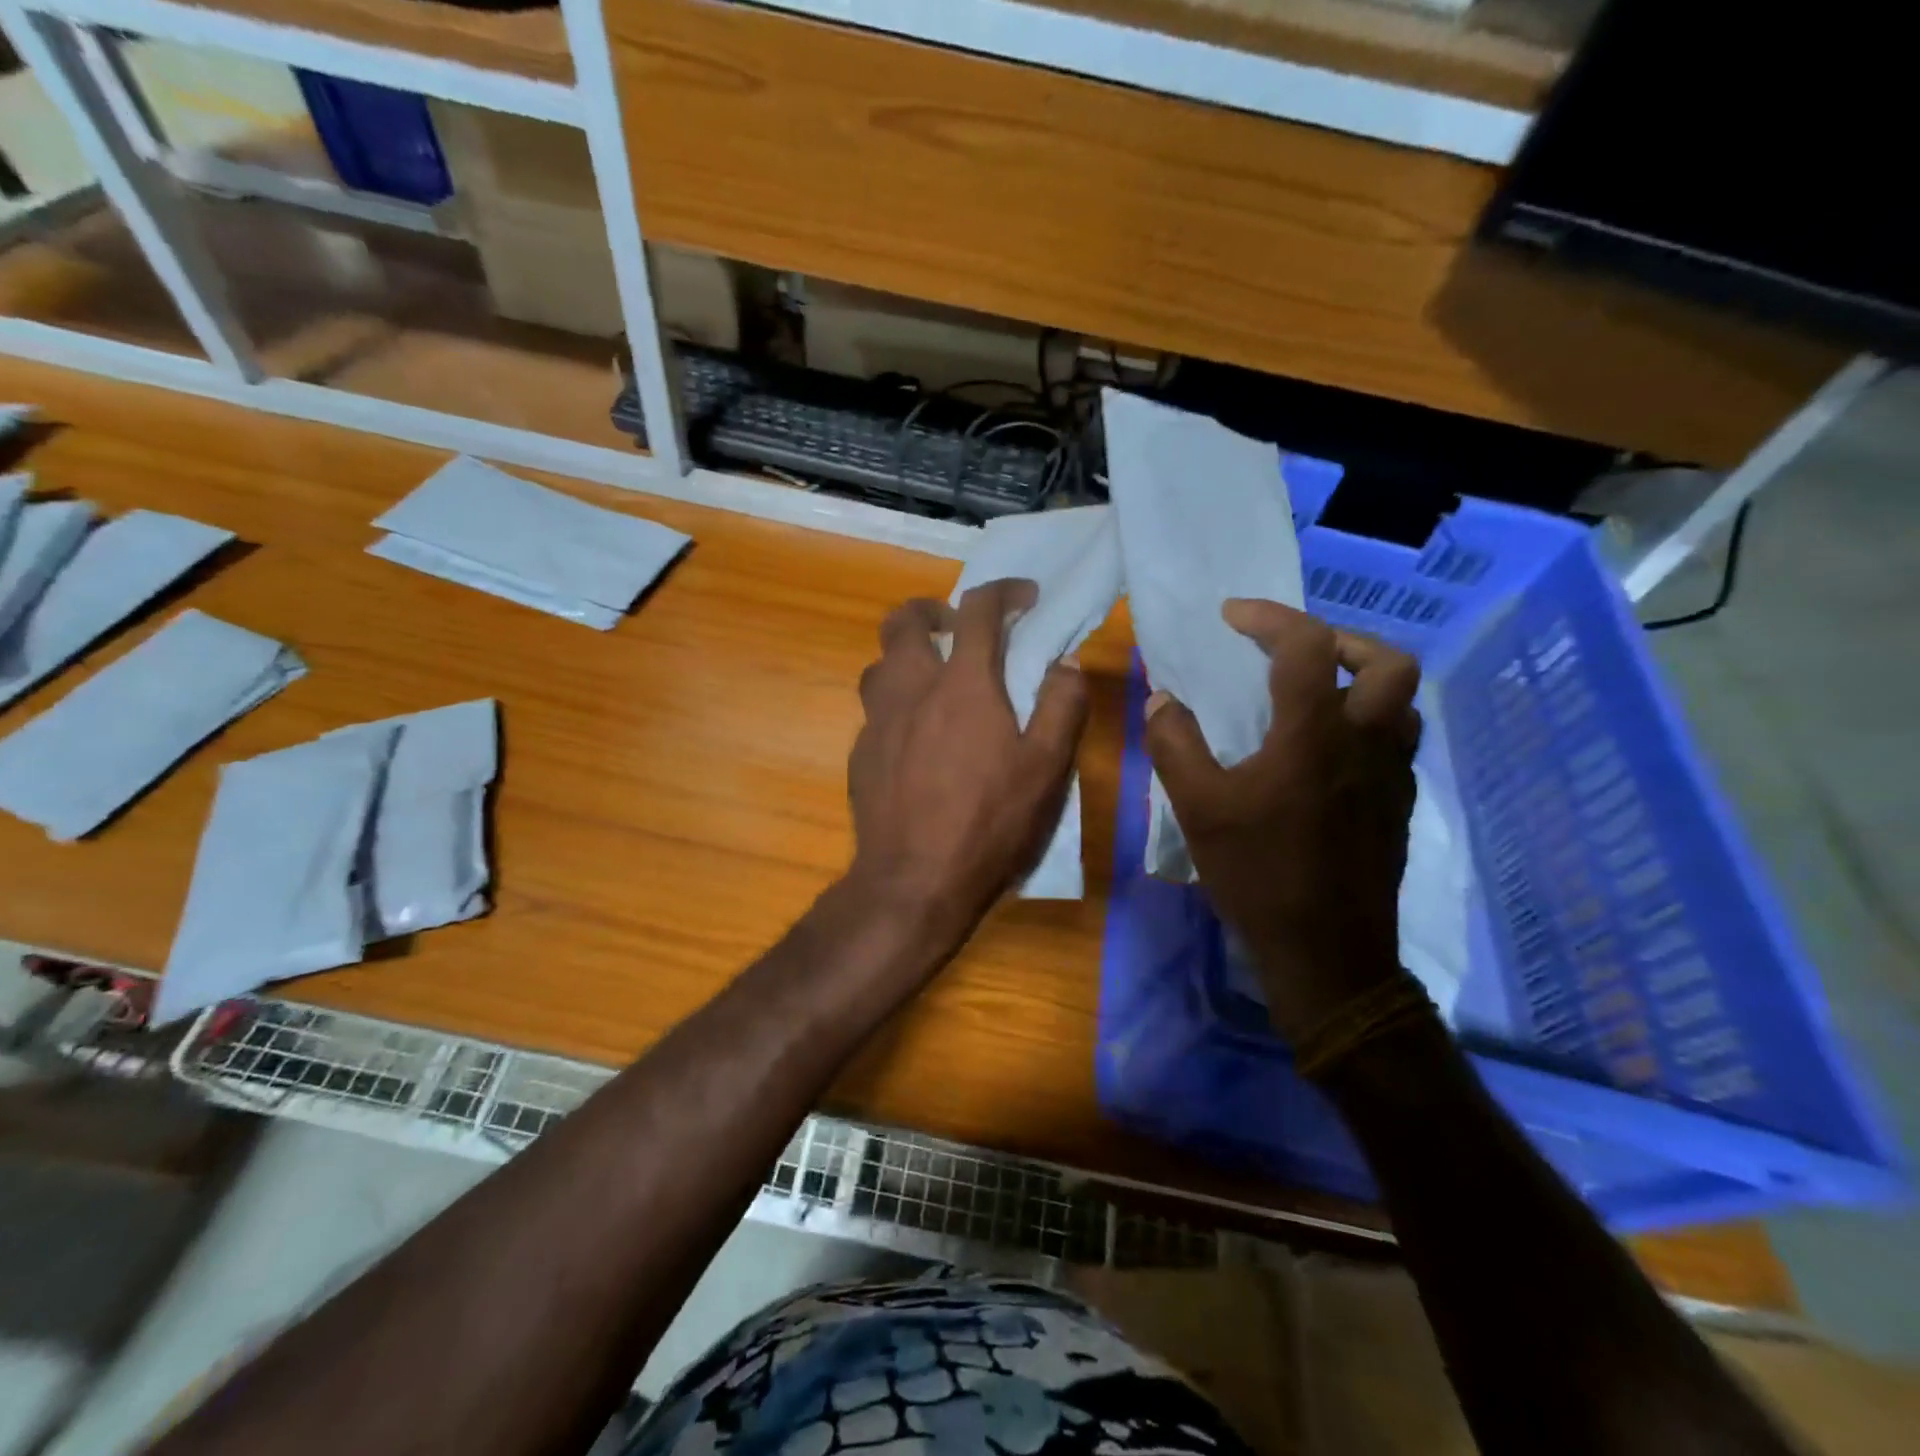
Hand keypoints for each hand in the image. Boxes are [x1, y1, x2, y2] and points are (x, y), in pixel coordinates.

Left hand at [846, 579, 1089, 949]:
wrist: (914, 881)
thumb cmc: (989, 822)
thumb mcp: (1046, 768)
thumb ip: (1060, 707)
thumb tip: (1065, 665)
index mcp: (961, 684)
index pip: (978, 610)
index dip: (1004, 591)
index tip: (1025, 598)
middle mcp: (911, 689)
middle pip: (902, 620)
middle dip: (932, 610)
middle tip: (957, 630)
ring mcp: (877, 721)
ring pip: (879, 663)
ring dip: (906, 657)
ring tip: (933, 682)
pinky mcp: (860, 753)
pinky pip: (874, 710)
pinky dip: (896, 705)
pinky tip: (915, 741)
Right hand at [1145, 600, 1421, 1043]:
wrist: (1327, 953)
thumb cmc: (1258, 874)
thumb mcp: (1196, 808)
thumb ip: (1174, 745)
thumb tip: (1163, 700)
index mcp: (1314, 734)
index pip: (1306, 645)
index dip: (1269, 617)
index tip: (1232, 616)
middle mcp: (1365, 743)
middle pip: (1387, 661)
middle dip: (1340, 639)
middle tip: (1295, 651)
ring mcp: (1392, 775)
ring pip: (1402, 702)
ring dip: (1362, 680)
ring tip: (1315, 694)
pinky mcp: (1399, 805)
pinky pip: (1395, 741)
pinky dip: (1366, 723)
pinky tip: (1326, 752)